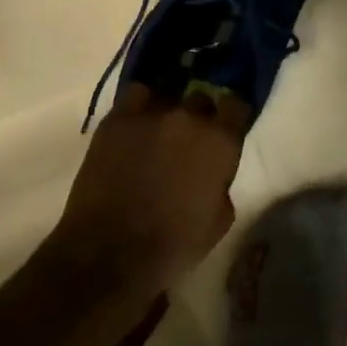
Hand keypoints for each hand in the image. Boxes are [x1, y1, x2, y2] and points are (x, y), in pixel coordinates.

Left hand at [51, 85, 246, 299]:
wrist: (110, 253)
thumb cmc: (173, 245)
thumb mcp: (219, 221)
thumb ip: (222, 184)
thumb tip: (213, 173)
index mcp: (220, 141)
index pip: (236, 105)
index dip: (232, 115)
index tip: (227, 126)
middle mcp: (190, 117)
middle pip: (201, 98)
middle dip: (199, 115)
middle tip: (190, 137)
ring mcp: (152, 113)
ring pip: (169, 93)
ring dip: (170, 109)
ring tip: (161, 127)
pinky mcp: (119, 118)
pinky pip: (136, 95)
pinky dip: (141, 105)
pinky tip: (137, 122)